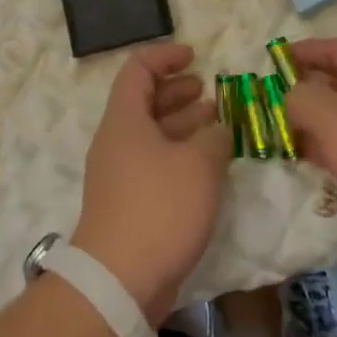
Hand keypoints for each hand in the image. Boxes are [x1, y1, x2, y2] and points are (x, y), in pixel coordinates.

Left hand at [72, 43, 229, 319]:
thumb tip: (218, 130)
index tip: (195, 56)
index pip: (138, 69)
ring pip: (154, 134)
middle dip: (178, 91)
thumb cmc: (159, 208)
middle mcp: (118, 140)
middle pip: (145, 101)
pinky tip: (209, 165)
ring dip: (185, 124)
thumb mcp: (199, 164)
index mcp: (125, 119)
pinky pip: (156, 163)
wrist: (119, 281)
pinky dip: (181, 155)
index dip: (165, 56)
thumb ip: (215, 137)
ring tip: (218, 123)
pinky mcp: (130, 203)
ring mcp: (121, 173)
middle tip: (210, 91)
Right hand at [286, 39, 336, 283]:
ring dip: (311, 123)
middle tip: (266, 102)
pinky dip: (327, 150)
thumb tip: (287, 96)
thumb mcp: (329, 115)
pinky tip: (307, 163)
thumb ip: (298, 97)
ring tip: (277, 133)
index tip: (271, 61)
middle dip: (302, 89)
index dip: (302, 50)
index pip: (334, 48)